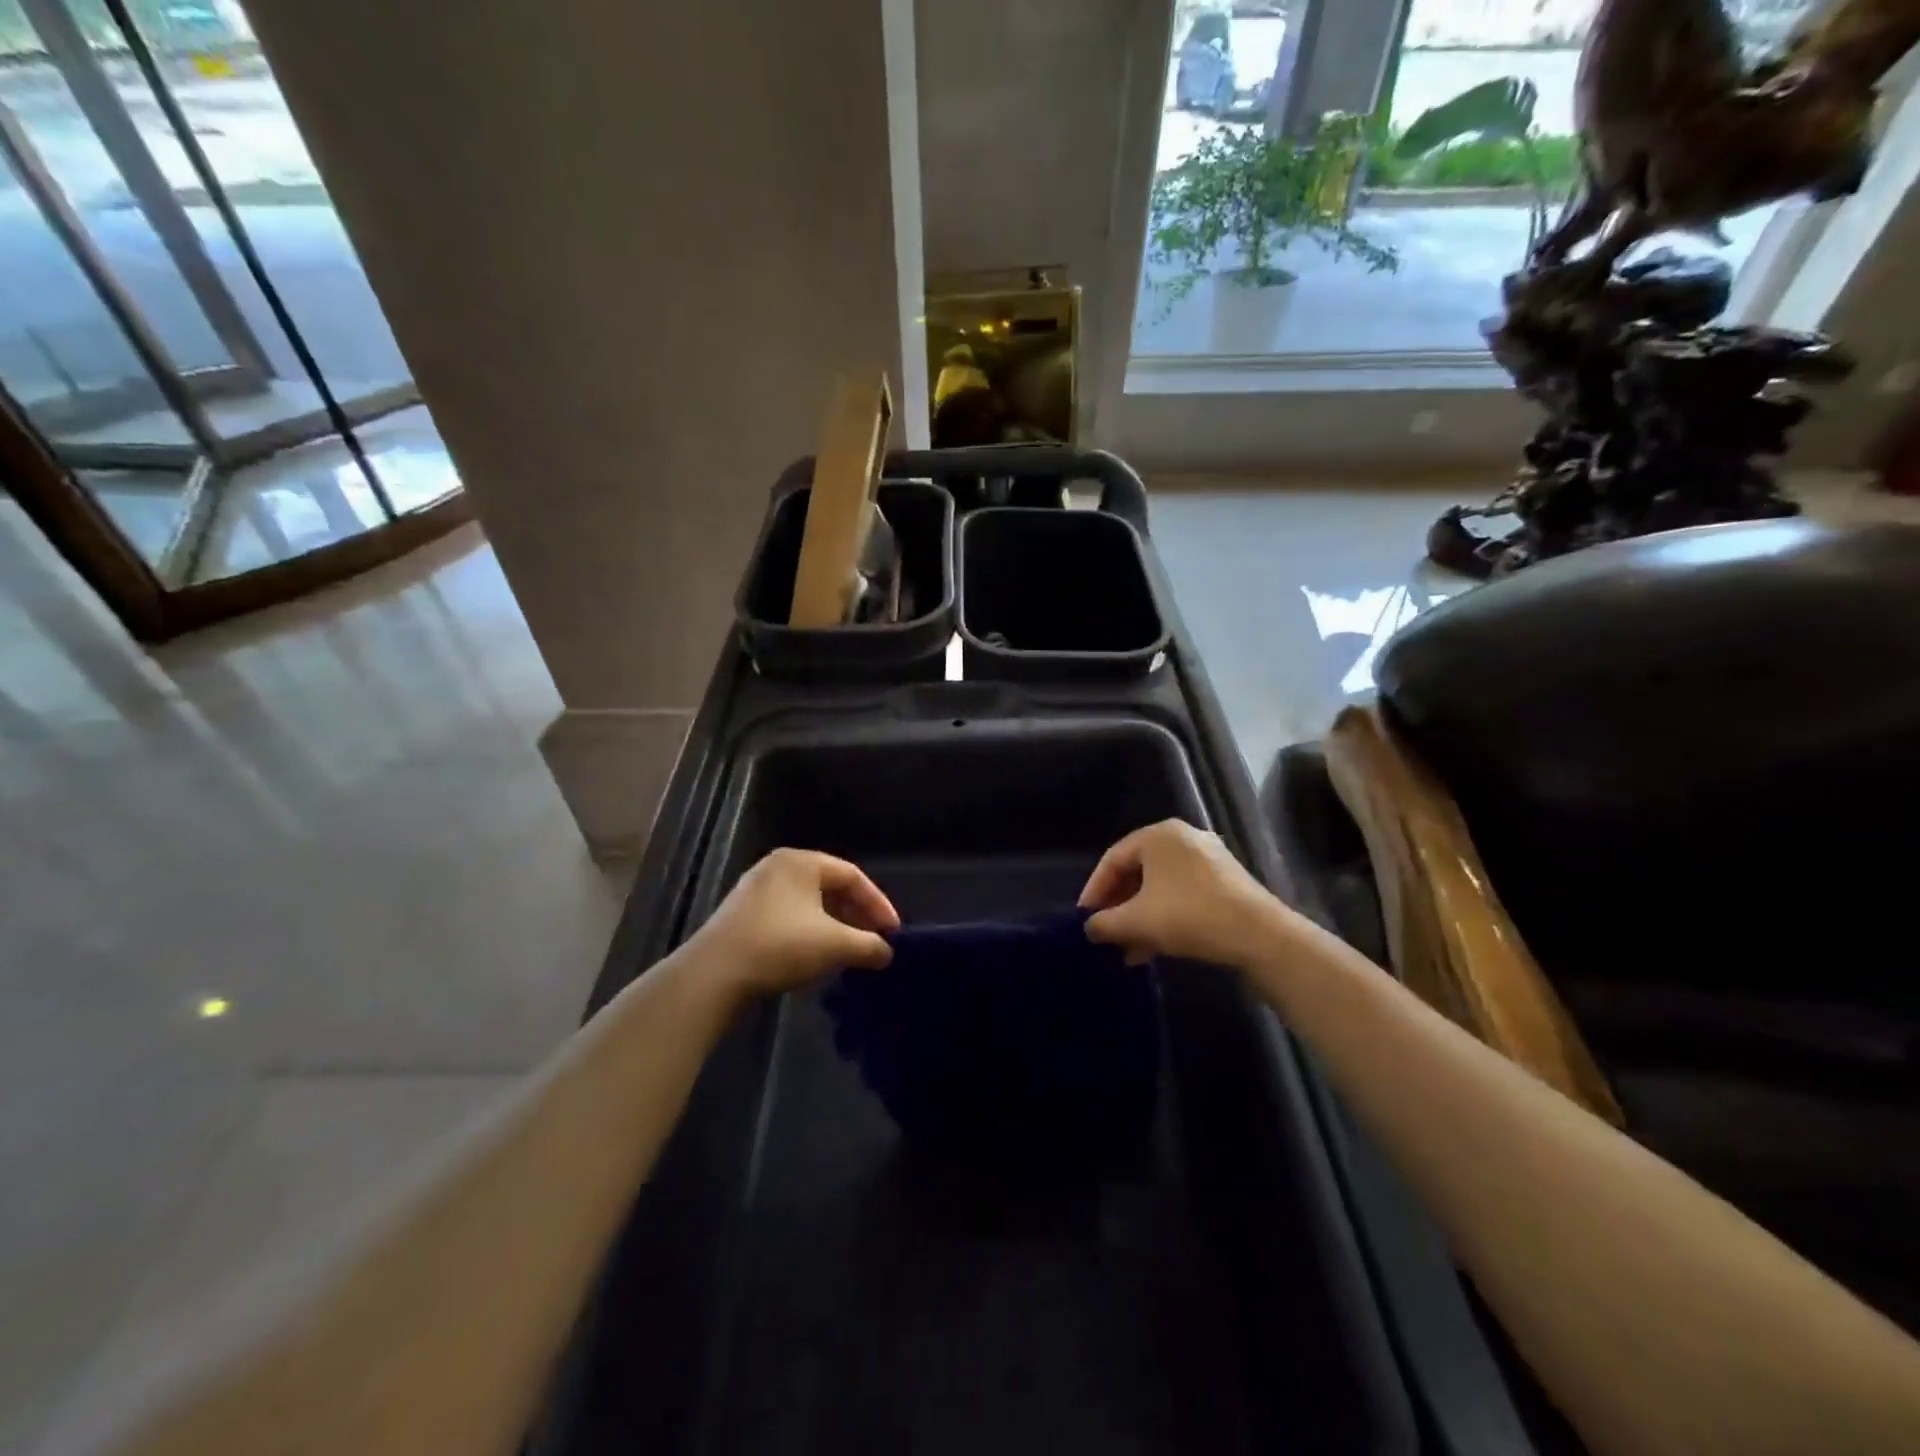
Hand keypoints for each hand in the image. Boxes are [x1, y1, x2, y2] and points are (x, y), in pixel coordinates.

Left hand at [687, 848, 898, 1000]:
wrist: (714, 975)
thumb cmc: (781, 947)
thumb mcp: (836, 946)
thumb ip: (869, 945)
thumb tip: (886, 952)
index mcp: (802, 861)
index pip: (853, 876)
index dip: (878, 904)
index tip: (893, 932)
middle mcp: (778, 867)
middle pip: (830, 887)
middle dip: (856, 915)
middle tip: (874, 941)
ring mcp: (756, 890)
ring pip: (808, 904)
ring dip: (834, 926)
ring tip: (849, 951)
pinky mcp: (741, 915)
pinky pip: (788, 916)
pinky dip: (809, 932)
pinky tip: (815, 956)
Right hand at [1079, 819, 1280, 966]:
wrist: (1260, 936)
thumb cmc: (1189, 916)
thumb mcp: (1137, 921)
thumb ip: (1105, 922)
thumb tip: (1089, 928)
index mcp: (1158, 835)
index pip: (1113, 859)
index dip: (1094, 890)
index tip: (1084, 918)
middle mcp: (1182, 838)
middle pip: (1137, 872)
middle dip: (1118, 906)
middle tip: (1105, 932)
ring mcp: (1207, 858)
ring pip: (1160, 887)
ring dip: (1140, 917)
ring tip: (1126, 948)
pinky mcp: (1225, 881)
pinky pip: (1182, 894)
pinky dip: (1164, 916)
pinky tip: (1153, 947)